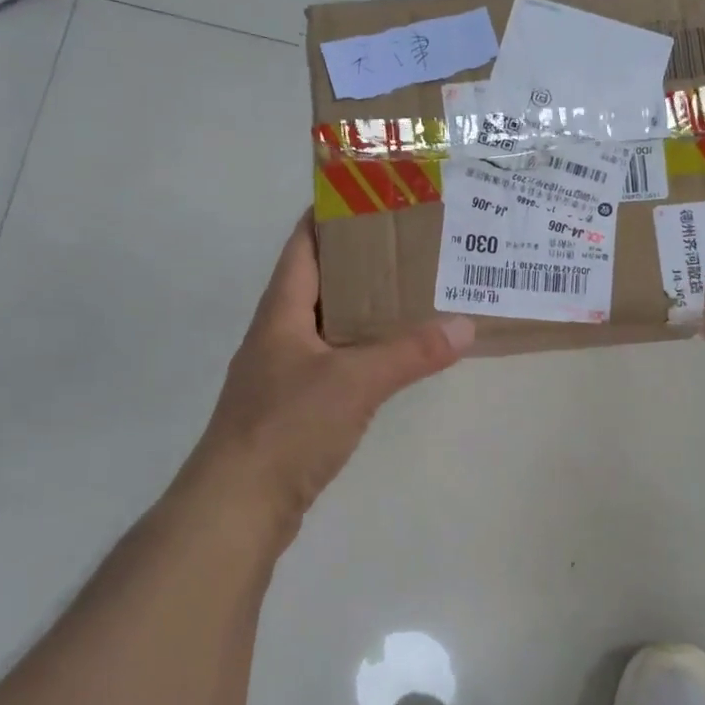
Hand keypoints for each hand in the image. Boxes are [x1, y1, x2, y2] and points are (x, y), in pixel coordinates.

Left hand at [169, 214, 473, 548]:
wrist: (238, 506)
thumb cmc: (287, 427)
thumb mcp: (354, 382)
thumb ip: (410, 352)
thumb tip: (466, 326)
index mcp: (282, 311)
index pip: (304, 243)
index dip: (333, 215)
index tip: (378, 198)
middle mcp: (280, 334)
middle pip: (322, 281)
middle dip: (364, 262)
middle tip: (416, 247)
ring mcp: (285, 372)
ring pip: (331, 324)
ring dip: (367, 308)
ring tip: (415, 294)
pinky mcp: (295, 407)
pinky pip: (335, 362)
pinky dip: (364, 351)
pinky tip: (395, 356)